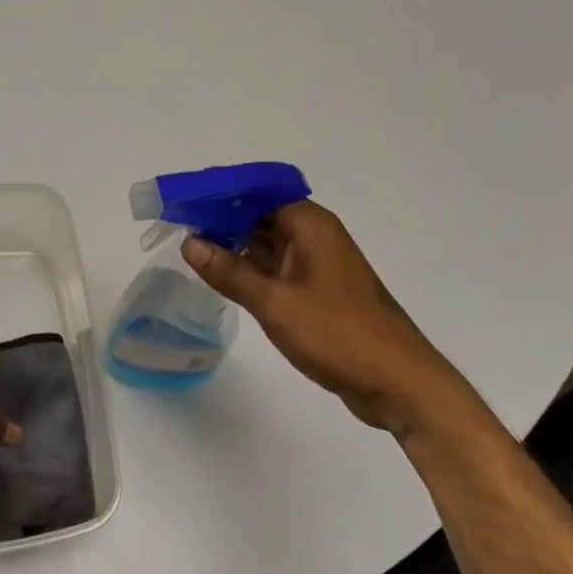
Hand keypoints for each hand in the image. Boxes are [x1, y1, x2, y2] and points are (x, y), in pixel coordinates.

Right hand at [181, 201, 475, 438]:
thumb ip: (230, 272)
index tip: (182, 200)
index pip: (256, 191)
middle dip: (219, 218)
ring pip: (265, 241)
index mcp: (309, 225)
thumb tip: (190, 243)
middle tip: (175, 225)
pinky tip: (220, 276)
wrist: (397, 382)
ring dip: (232, 243)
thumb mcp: (275, 303)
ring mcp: (315, 263)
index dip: (219, 192)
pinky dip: (248, 267)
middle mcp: (313, 236)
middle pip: (258, 213)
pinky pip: (274, 267)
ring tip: (188, 249)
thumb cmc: (338, 334)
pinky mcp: (315, 289)